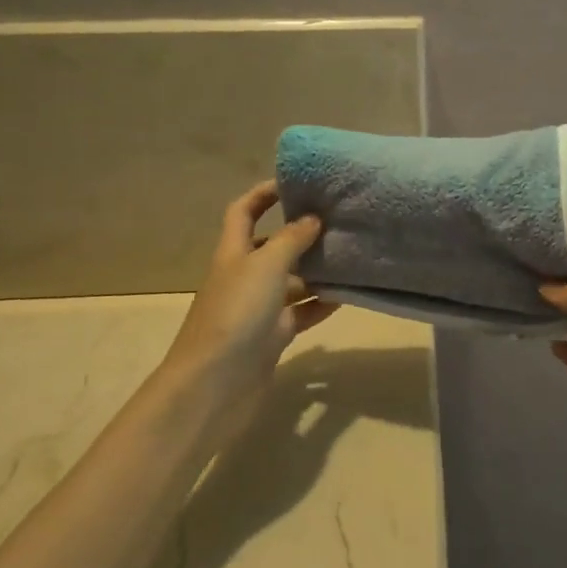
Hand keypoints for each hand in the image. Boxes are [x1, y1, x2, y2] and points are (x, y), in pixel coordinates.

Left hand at [163, 182, 336, 437]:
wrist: (213, 386)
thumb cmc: (235, 315)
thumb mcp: (266, 266)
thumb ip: (291, 239)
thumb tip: (312, 218)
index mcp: (233, 253)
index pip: (243, 211)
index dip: (264, 193)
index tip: (296, 181)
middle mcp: (244, 277)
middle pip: (273, 246)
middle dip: (302, 233)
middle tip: (339, 221)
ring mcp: (258, 309)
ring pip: (293, 281)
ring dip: (318, 269)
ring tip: (353, 255)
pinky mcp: (273, 337)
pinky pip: (302, 312)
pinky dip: (322, 303)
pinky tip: (349, 295)